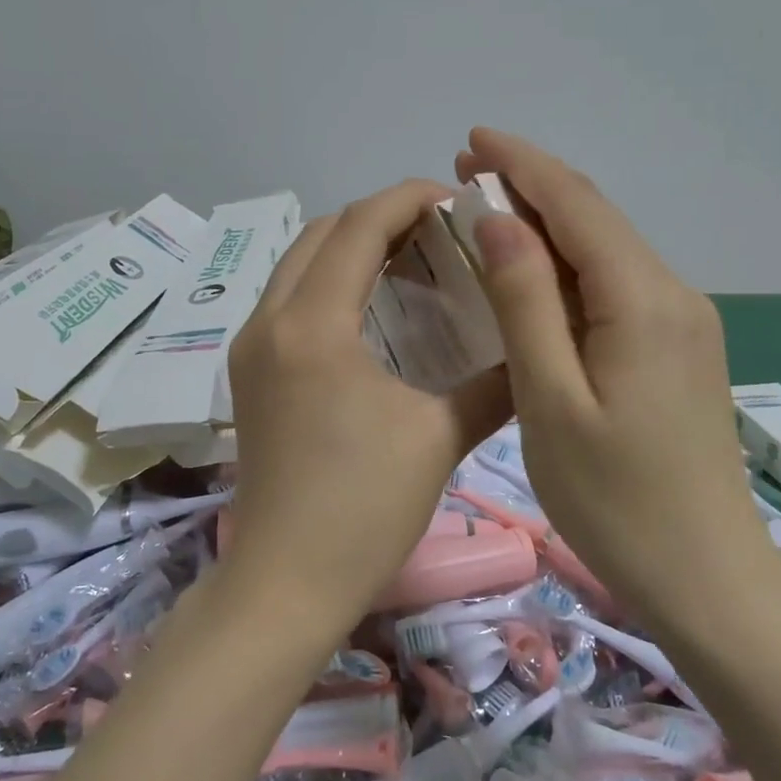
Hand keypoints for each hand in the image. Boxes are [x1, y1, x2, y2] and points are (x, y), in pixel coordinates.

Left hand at [223, 180, 511, 631]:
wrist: (286, 582)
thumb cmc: (363, 509)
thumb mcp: (438, 436)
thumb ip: (492, 381)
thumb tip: (532, 348)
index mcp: (313, 325)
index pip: (359, 226)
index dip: (409, 198)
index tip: (456, 199)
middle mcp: (268, 321)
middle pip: (321, 233)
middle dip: (379, 217)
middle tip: (438, 232)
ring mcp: (250, 347)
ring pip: (298, 263)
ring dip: (350, 247)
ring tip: (410, 261)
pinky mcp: (248, 373)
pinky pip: (289, 299)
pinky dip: (329, 282)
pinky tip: (372, 310)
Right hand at [454, 129, 772, 621]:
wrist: (706, 576)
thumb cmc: (615, 500)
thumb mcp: (551, 400)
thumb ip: (525, 303)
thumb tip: (498, 221)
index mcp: (642, 300)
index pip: (576, 204)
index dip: (522, 165)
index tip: (472, 139)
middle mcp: (672, 294)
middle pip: (596, 217)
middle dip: (532, 184)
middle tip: (466, 171)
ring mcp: (682, 322)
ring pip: (607, 249)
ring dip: (548, 222)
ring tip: (488, 210)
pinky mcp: (678, 348)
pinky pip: (617, 283)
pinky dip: (569, 263)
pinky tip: (534, 272)